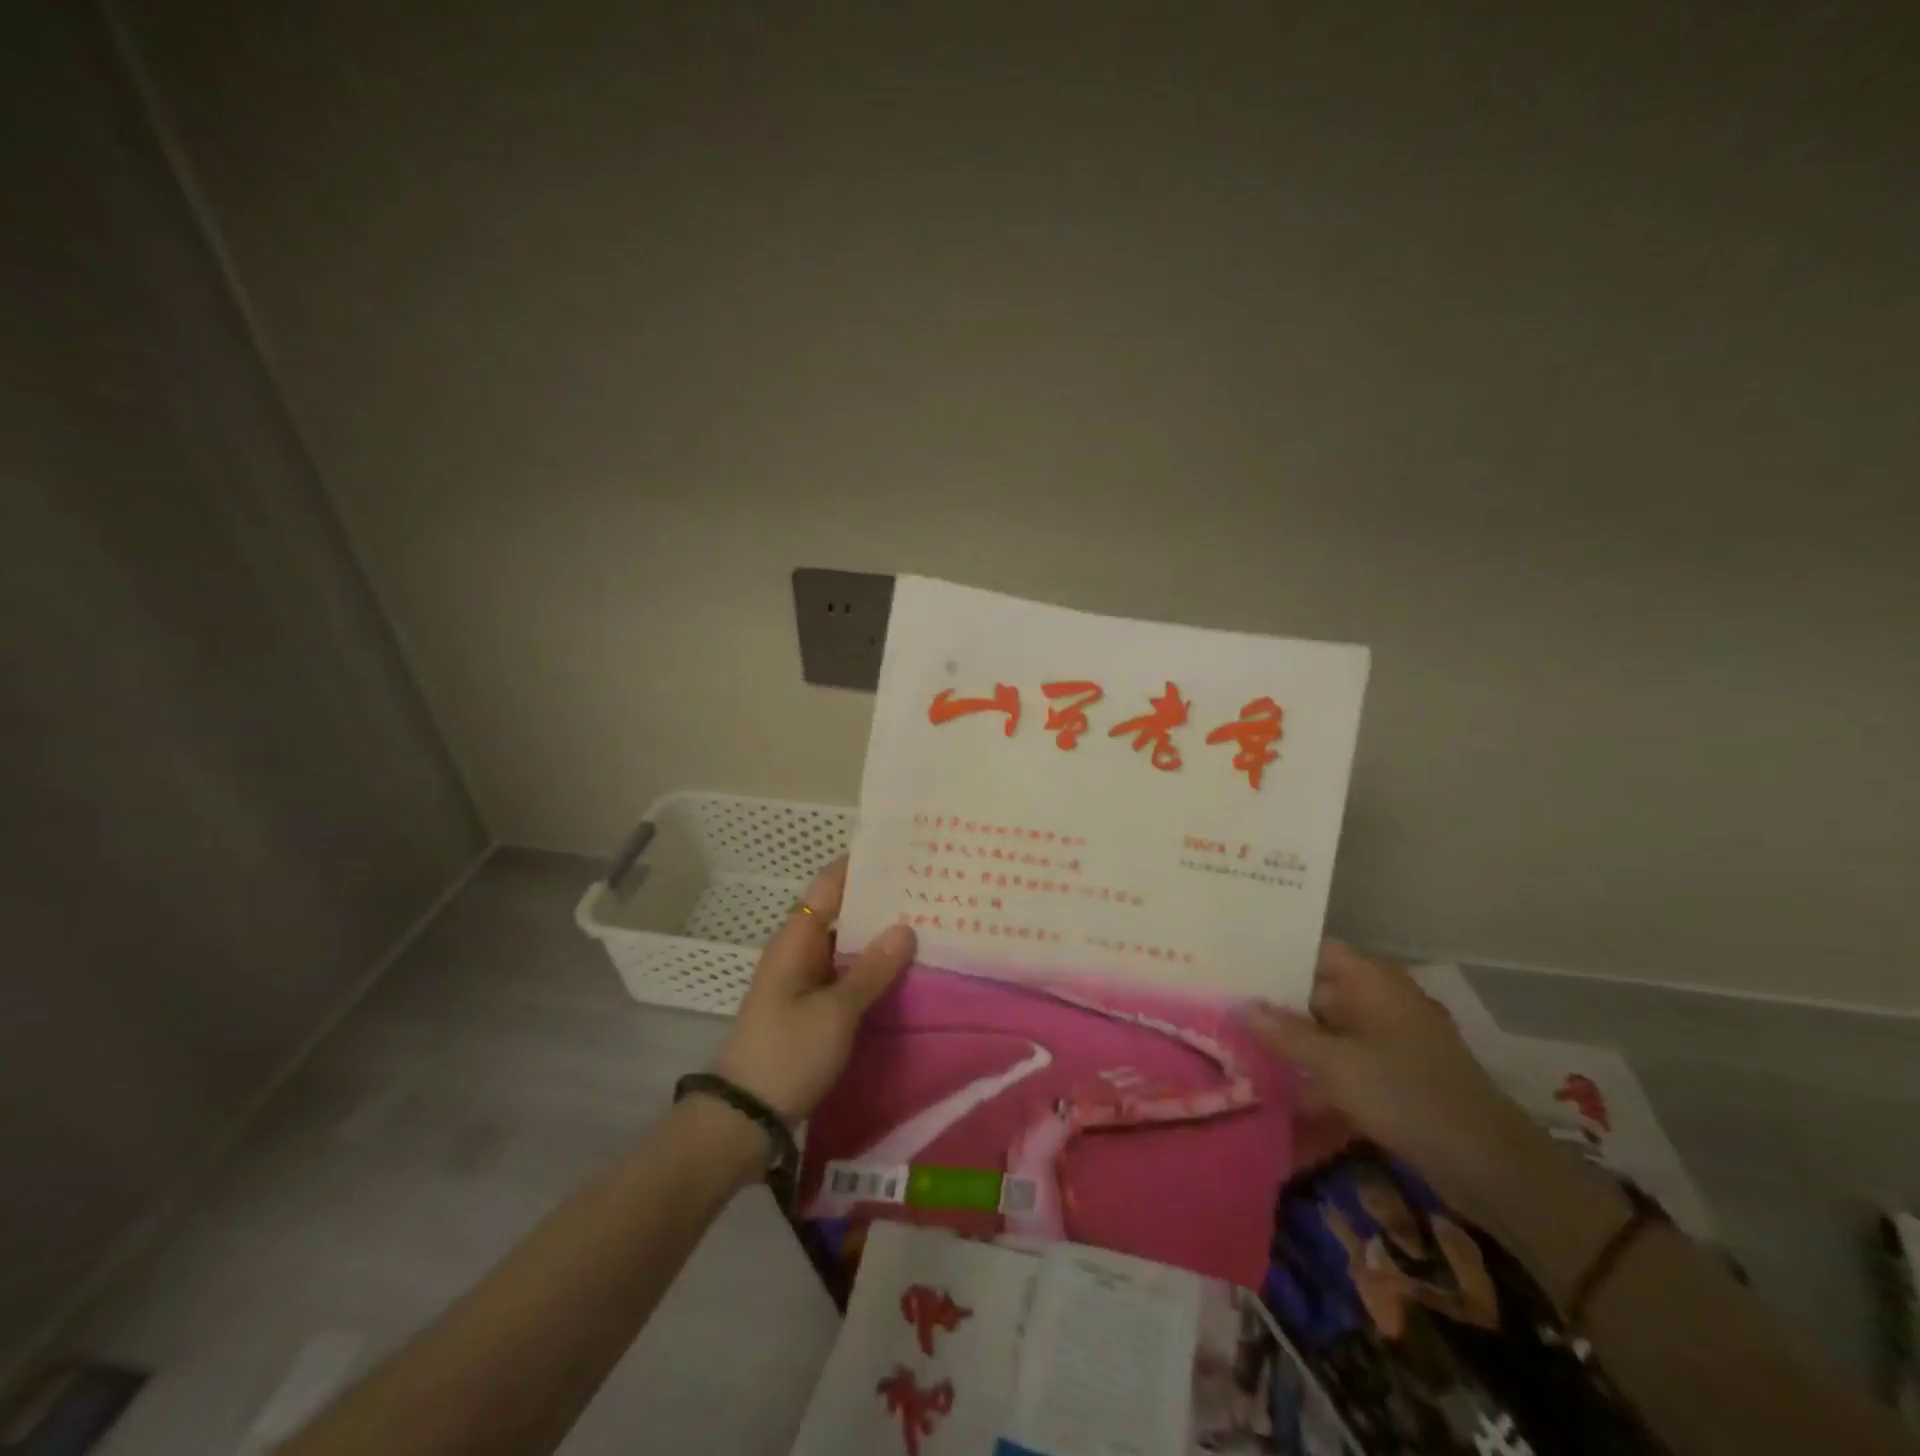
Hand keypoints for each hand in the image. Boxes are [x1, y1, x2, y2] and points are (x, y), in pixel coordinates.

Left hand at [710, 857, 915, 1122]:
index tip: (903, 850)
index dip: (862, 865)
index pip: (830, 884)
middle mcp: (800, 951)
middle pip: (843, 912)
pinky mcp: (814, 1008)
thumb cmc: (787, 1054)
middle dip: (882, 901)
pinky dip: (874, 968)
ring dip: (881, 936)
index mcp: (796, 940)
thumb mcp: (835, 1012)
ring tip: (930, 921)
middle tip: (931, 887)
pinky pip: (848, 974)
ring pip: (849, 945)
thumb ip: (872, 970)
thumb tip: (905, 927)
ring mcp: (806, 980)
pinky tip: (907, 969)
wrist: (744, 1118)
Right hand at [1243, 941, 1544, 1228]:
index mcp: (1372, 981)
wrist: (1489, 1165)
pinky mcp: (1396, 1076)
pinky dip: (1319, 1073)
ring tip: (1242, 1047)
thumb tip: (1240, 1005)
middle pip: (1318, 991)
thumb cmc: (1405, 1093)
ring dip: (1295, 1042)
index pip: (1315, 950)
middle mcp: (1381, 1001)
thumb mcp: (1334, 1063)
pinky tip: (1283, 1092)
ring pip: (1330, 1030)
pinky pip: (1346, 1062)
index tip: (1234, 963)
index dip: (1276, 954)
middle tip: (1225, 1006)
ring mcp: (1391, 1040)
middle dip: (1276, 1003)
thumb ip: (1284, 1033)